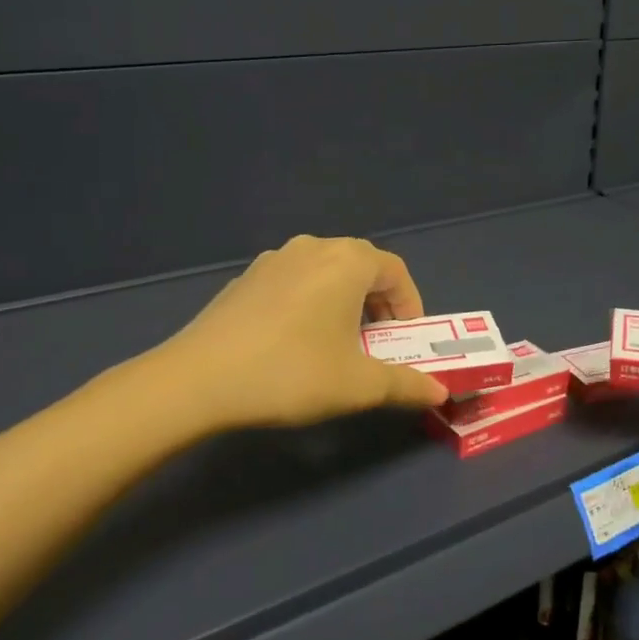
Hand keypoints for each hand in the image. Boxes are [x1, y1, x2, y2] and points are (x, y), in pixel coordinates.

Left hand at [157, 235, 449, 430]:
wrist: (199, 380)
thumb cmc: (292, 373)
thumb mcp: (359, 385)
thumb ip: (406, 385)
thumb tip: (439, 391)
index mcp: (346, 261)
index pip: (396, 271)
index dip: (411, 306)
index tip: (408, 342)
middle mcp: (312, 248)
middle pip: (361, 267)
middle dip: (379, 305)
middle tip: (378, 345)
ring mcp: (273, 260)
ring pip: (325, 273)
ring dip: (344, 303)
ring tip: (338, 344)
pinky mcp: (244, 279)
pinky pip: (294, 283)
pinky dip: (310, 304)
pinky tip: (294, 343)